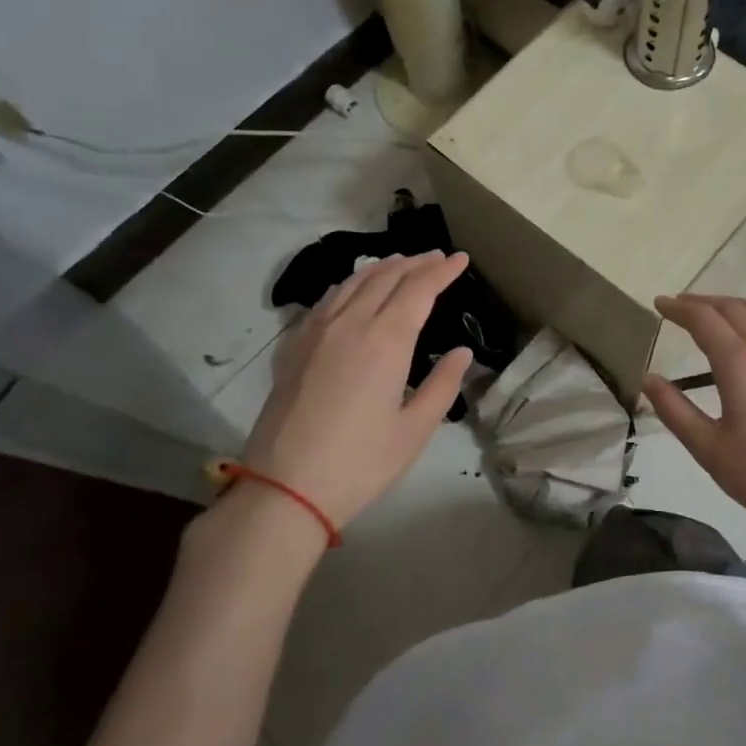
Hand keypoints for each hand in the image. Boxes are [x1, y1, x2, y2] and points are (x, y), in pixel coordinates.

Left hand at [238, 251, 473, 528]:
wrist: (284, 488)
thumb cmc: (359, 463)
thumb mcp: (414, 430)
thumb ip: (442, 385)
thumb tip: (460, 353)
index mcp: (386, 340)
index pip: (419, 289)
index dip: (442, 271)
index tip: (461, 259)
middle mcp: (350, 323)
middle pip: (386, 276)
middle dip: (415, 263)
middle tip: (436, 257)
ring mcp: (316, 331)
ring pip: (352, 282)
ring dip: (381, 268)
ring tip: (400, 263)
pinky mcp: (293, 346)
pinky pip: (326, 300)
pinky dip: (349, 285)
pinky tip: (352, 290)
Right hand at [642, 294, 745, 547]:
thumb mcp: (708, 448)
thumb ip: (674, 409)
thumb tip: (647, 378)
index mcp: (738, 363)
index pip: (703, 319)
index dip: (678, 308)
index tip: (658, 303)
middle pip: (731, 308)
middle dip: (700, 301)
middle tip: (676, 305)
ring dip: (729, 304)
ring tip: (710, 311)